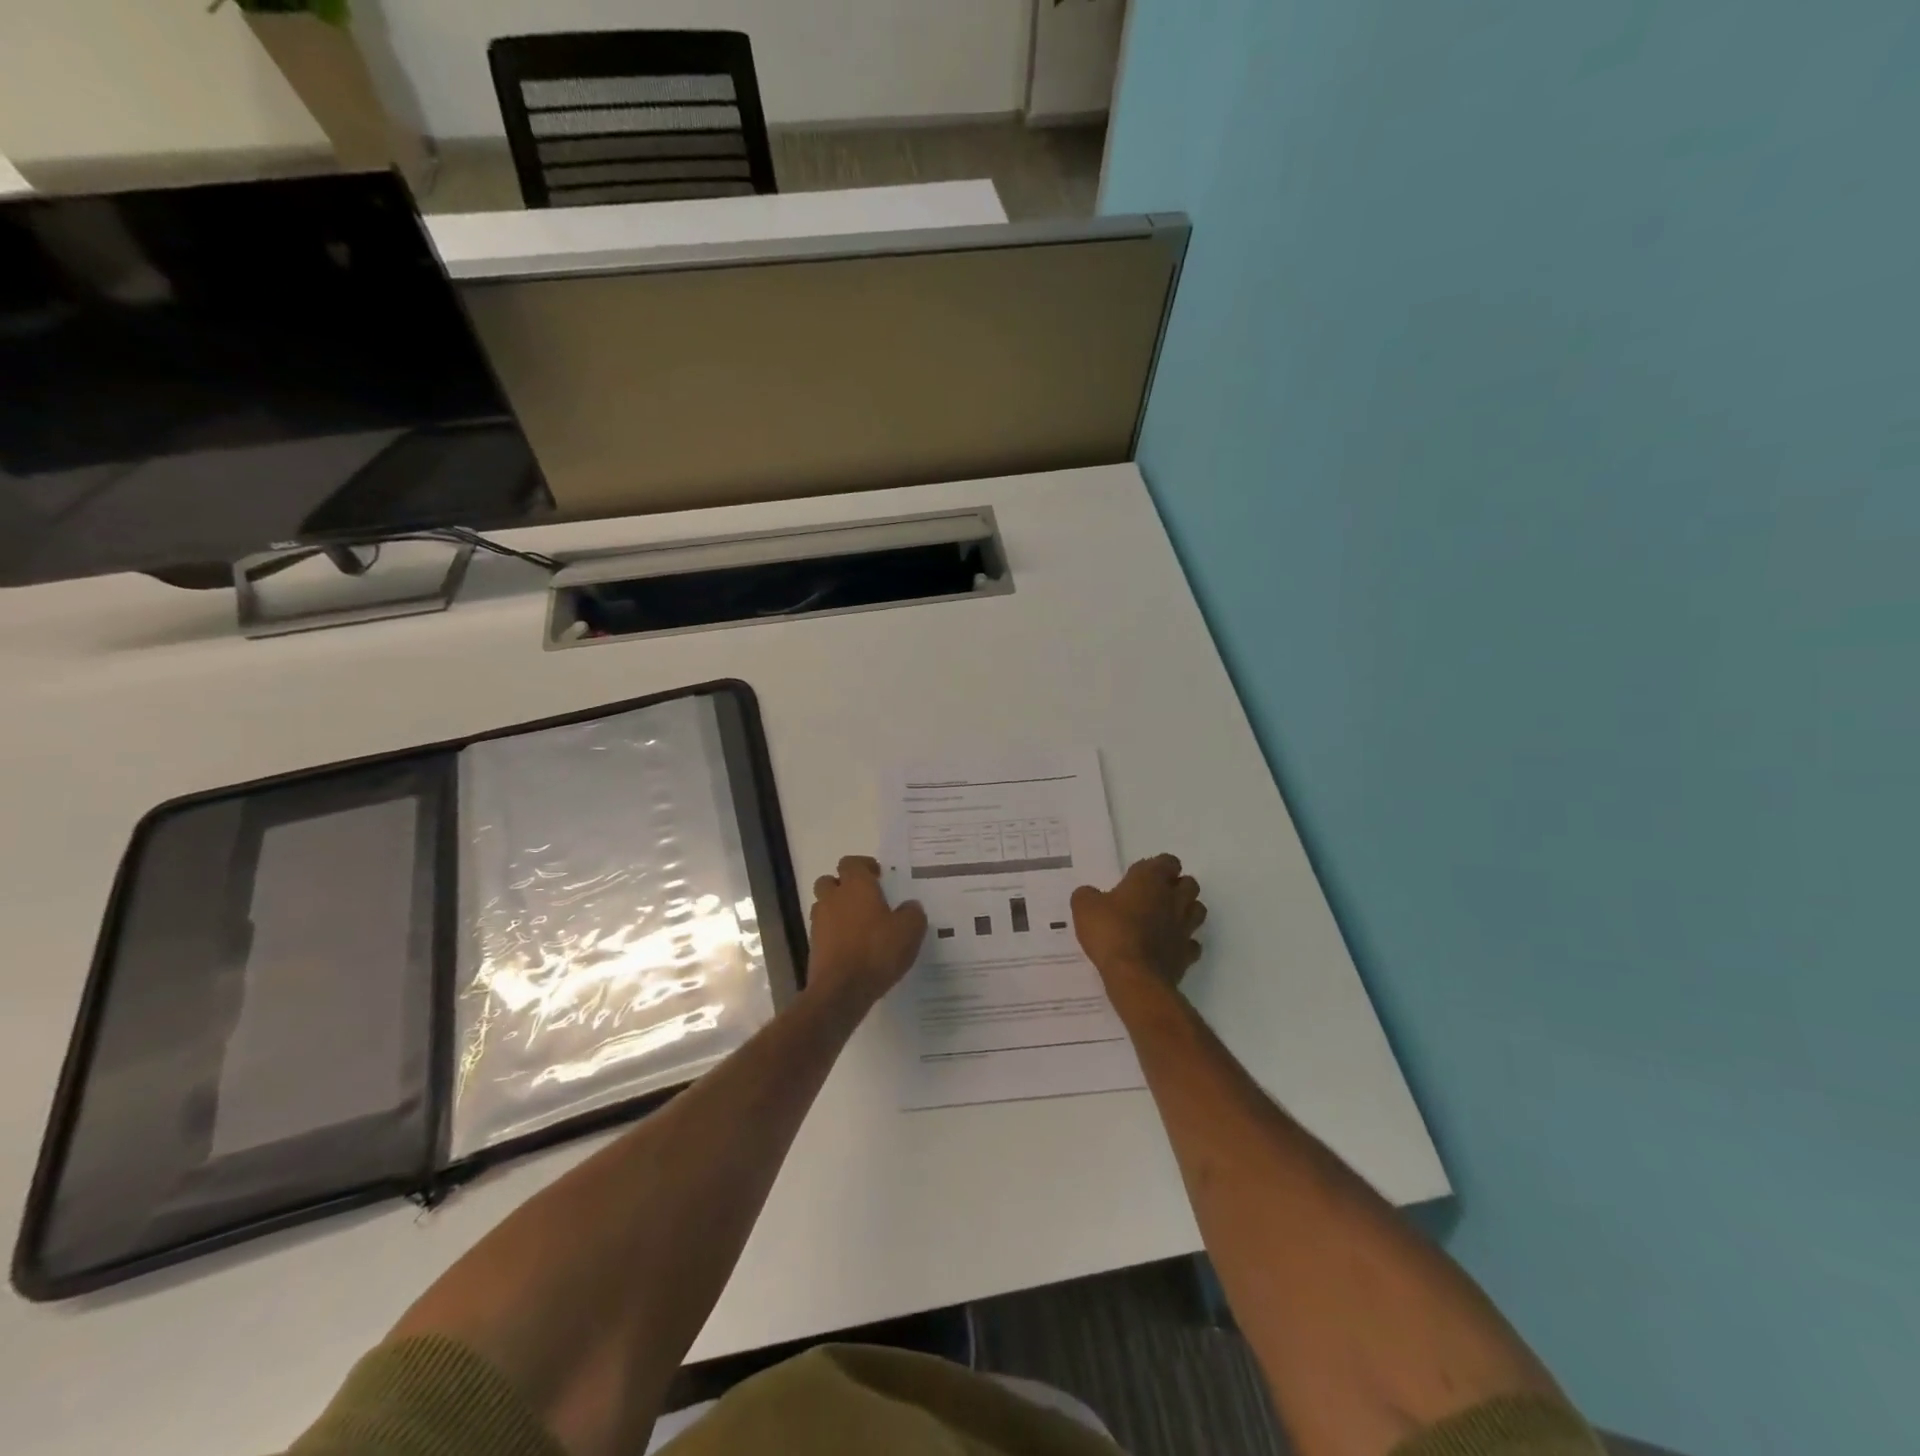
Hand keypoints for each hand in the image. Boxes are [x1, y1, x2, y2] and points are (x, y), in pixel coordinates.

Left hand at [807, 855, 927, 1006]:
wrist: (841, 990)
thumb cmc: (877, 951)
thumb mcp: (910, 930)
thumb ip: (912, 913)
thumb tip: (910, 906)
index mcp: (856, 886)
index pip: (851, 862)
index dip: (864, 866)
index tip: (879, 876)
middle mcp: (833, 898)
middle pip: (831, 881)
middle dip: (845, 886)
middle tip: (866, 899)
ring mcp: (819, 922)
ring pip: (825, 906)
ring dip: (839, 910)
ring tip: (861, 926)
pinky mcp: (813, 946)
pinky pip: (824, 931)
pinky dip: (835, 934)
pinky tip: (854, 948)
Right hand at [1071, 854, 1206, 989]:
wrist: (1133, 976)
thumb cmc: (1110, 932)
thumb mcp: (1084, 907)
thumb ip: (1087, 895)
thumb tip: (1089, 894)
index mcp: (1150, 880)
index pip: (1168, 861)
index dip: (1159, 866)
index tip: (1143, 875)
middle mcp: (1173, 899)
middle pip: (1190, 884)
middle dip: (1178, 887)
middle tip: (1156, 896)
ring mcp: (1184, 928)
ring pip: (1198, 910)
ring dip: (1187, 911)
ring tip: (1167, 918)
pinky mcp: (1187, 955)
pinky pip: (1192, 944)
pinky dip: (1184, 943)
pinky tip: (1169, 947)